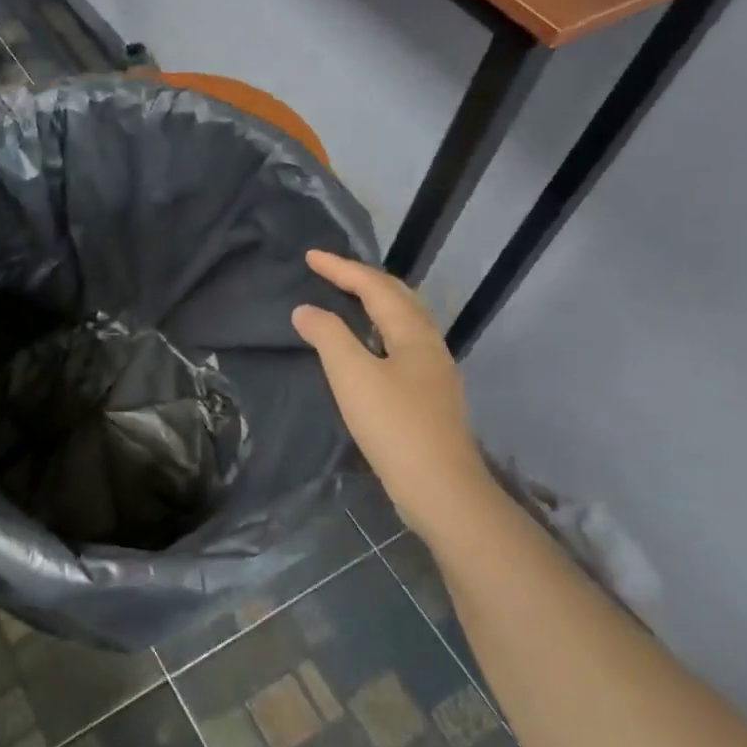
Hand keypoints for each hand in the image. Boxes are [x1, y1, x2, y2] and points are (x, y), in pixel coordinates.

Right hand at [291, 250, 491, 535]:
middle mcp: (429, 345)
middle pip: (398, 298)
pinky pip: (402, 345)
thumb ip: (328, 337)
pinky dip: (379, 330)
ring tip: (347, 299)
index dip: (341, 268)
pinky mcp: (429, 397)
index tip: (309, 256)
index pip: (375, 287)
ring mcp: (434, 373)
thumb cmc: (395, 426)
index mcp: (413, 334)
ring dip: (375, 303)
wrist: (441, 489)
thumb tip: (306, 310)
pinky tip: (367, 348)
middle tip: (330, 271)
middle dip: (363, 279)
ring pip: (404, 322)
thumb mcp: (353, 376)